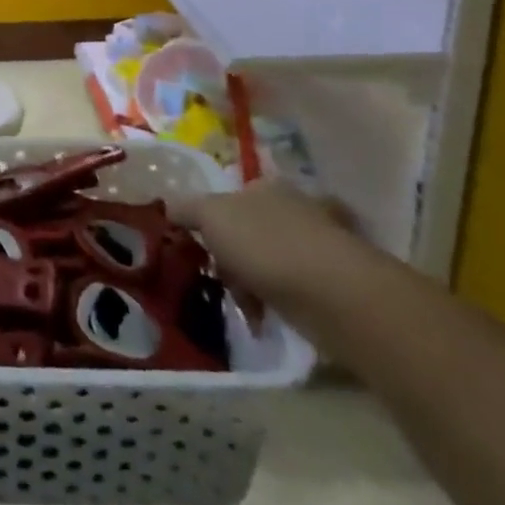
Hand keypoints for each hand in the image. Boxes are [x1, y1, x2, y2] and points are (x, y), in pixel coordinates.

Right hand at [169, 178, 359, 309]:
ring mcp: (318, 245)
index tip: (200, 249)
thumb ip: (186, 209)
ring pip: (270, 262)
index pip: (231, 198)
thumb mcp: (210, 216)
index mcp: (265, 186)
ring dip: (253, 284)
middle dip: (232, 258)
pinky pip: (293, 290)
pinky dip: (278, 303)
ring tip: (245, 307)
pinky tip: (267, 318)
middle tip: (221, 281)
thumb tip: (169, 208)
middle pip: (249, 231)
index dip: (211, 222)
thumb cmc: (265, 244)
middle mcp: (294, 208)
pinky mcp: (335, 283)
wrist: (332, 294)